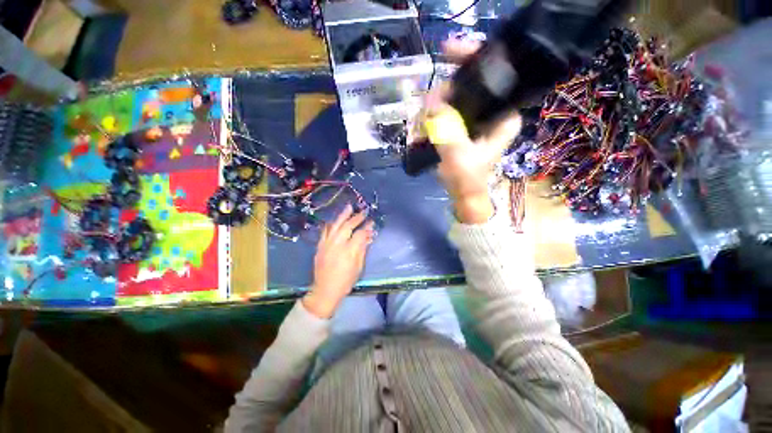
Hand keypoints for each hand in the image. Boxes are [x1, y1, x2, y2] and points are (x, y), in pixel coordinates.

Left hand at [302, 204, 374, 318]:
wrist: (325, 290)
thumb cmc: (345, 281)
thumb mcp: (358, 267)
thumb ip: (362, 249)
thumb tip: (368, 236)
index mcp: (348, 251)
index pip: (359, 234)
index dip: (366, 227)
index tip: (371, 222)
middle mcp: (336, 244)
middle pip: (347, 226)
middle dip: (356, 218)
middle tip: (362, 212)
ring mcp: (326, 244)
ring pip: (335, 225)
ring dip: (342, 216)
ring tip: (349, 207)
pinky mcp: (320, 246)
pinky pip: (325, 231)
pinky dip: (331, 224)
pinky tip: (335, 219)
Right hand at [425, 39, 522, 223]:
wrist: (464, 195)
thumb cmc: (466, 179)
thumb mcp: (457, 155)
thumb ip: (446, 129)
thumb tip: (430, 103)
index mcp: (503, 114)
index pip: (493, 73)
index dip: (471, 58)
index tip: (446, 52)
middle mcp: (493, 110)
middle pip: (468, 83)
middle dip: (443, 91)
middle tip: (426, 106)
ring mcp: (477, 118)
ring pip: (454, 97)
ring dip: (434, 106)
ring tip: (421, 125)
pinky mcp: (464, 126)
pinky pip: (447, 111)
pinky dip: (433, 116)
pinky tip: (423, 128)